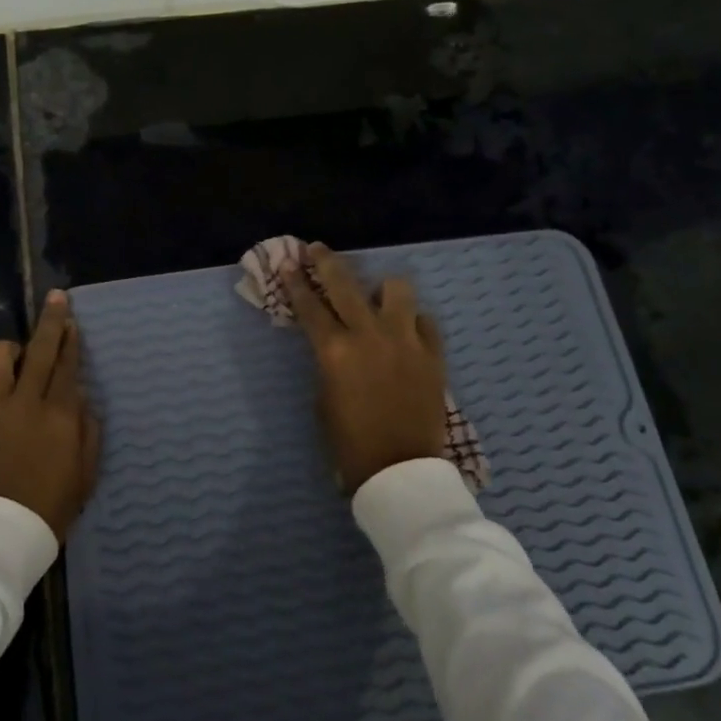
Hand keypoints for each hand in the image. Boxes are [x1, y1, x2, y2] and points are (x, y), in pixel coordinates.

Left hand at [0, 290, 100, 539]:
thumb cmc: (48, 510)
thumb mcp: (85, 476)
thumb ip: (87, 433)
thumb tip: (82, 401)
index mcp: (59, 417)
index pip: (67, 366)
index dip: (70, 339)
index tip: (71, 319)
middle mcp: (25, 404)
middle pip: (39, 350)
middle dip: (50, 321)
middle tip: (56, 299)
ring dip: (6, 348)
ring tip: (12, 356)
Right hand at [284, 244, 447, 494]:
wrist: (400, 471)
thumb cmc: (350, 442)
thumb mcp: (323, 398)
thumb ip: (328, 362)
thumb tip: (335, 343)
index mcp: (335, 351)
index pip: (309, 306)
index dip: (295, 283)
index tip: (287, 263)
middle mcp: (369, 336)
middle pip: (345, 284)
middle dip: (327, 262)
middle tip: (316, 249)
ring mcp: (406, 341)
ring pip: (396, 290)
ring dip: (381, 289)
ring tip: (376, 296)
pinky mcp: (433, 354)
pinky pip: (424, 321)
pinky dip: (412, 321)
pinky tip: (405, 330)